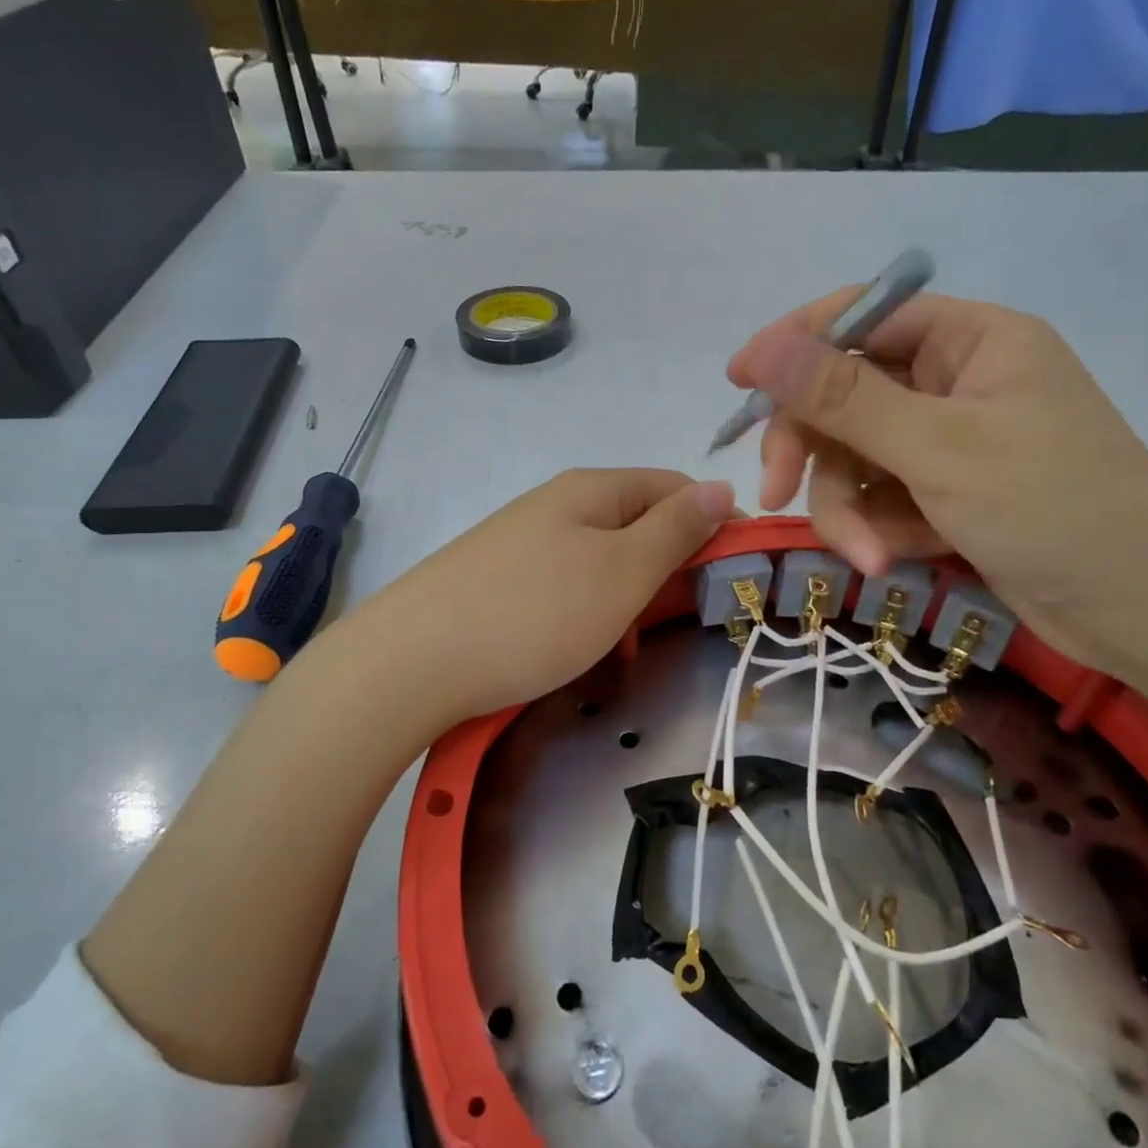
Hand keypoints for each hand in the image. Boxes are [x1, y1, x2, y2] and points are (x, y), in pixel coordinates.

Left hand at [357, 468, 734, 724]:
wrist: (413, 661)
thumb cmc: (535, 613)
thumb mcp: (622, 571)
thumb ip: (676, 529)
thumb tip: (721, 486)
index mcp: (592, 489)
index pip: (674, 487)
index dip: (713, 523)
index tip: (734, 574)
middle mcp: (556, 504)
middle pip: (637, 523)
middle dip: (668, 569)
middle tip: (678, 621)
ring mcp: (522, 541)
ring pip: (601, 561)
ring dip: (628, 600)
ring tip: (626, 648)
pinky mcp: (498, 579)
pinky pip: (564, 586)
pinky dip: (587, 615)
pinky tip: (581, 650)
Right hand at [727, 289, 1147, 667]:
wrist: (1141, 610)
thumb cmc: (1053, 508)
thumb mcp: (938, 448)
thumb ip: (844, 398)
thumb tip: (763, 349)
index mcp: (970, 340)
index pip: (861, 317)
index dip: (794, 345)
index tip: (739, 383)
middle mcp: (955, 382)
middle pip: (845, 397)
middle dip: (812, 451)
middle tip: (775, 493)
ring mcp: (948, 442)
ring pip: (855, 458)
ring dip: (847, 509)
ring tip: (867, 556)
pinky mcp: (944, 494)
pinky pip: (880, 497)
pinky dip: (877, 529)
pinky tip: (892, 561)